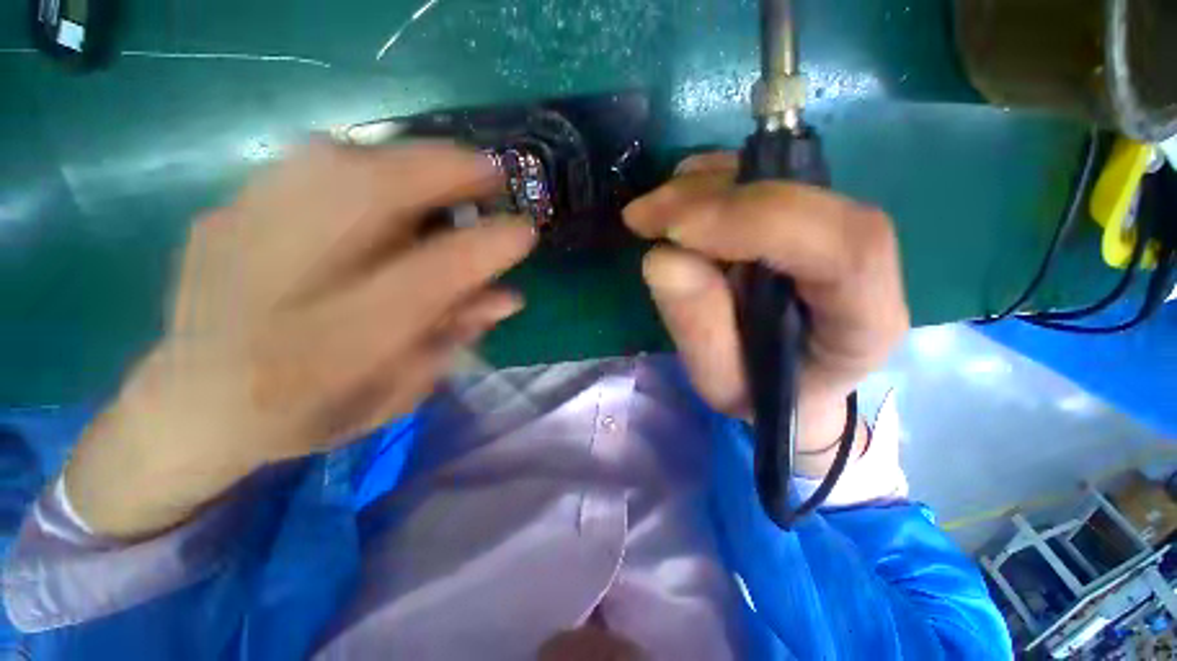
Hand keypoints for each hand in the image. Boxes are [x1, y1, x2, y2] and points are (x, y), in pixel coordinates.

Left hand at [66, 142, 535, 537]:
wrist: (192, 406)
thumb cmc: (308, 416)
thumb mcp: (398, 392)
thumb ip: (453, 338)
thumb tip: (508, 297)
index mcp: (331, 351)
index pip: (430, 279)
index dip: (486, 248)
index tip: (525, 230)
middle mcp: (278, 288)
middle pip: (370, 195)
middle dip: (446, 173)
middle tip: (491, 174)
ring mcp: (236, 239)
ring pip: (333, 162)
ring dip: (405, 160)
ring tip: (444, 174)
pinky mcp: (219, 214)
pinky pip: (303, 163)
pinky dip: (359, 161)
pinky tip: (381, 183)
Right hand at [624, 153, 908, 474]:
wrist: (789, 381)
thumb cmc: (760, 393)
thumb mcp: (722, 383)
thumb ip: (698, 329)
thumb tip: (665, 258)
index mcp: (864, 320)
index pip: (844, 248)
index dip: (757, 224)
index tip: (677, 233)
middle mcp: (862, 261)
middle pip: (806, 198)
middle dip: (713, 199)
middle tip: (644, 216)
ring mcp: (832, 226)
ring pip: (780, 177)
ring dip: (704, 188)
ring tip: (651, 214)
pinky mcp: (802, 213)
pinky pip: (761, 176)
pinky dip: (711, 181)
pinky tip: (677, 203)